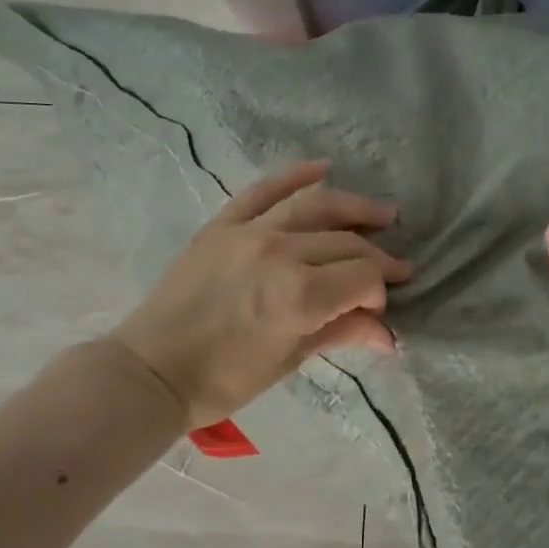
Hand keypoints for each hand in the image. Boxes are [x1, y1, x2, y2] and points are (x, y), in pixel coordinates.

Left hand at [113, 161, 411, 426]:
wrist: (152, 370)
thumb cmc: (224, 380)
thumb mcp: (289, 360)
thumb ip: (340, 333)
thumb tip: (389, 334)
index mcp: (301, 295)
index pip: (363, 277)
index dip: (380, 291)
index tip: (379, 307)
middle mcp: (281, 253)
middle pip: (345, 243)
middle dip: (376, 259)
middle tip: (396, 268)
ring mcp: (249, 232)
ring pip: (316, 206)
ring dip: (355, 208)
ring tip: (382, 215)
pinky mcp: (222, 224)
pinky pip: (264, 190)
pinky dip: (295, 176)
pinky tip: (323, 168)